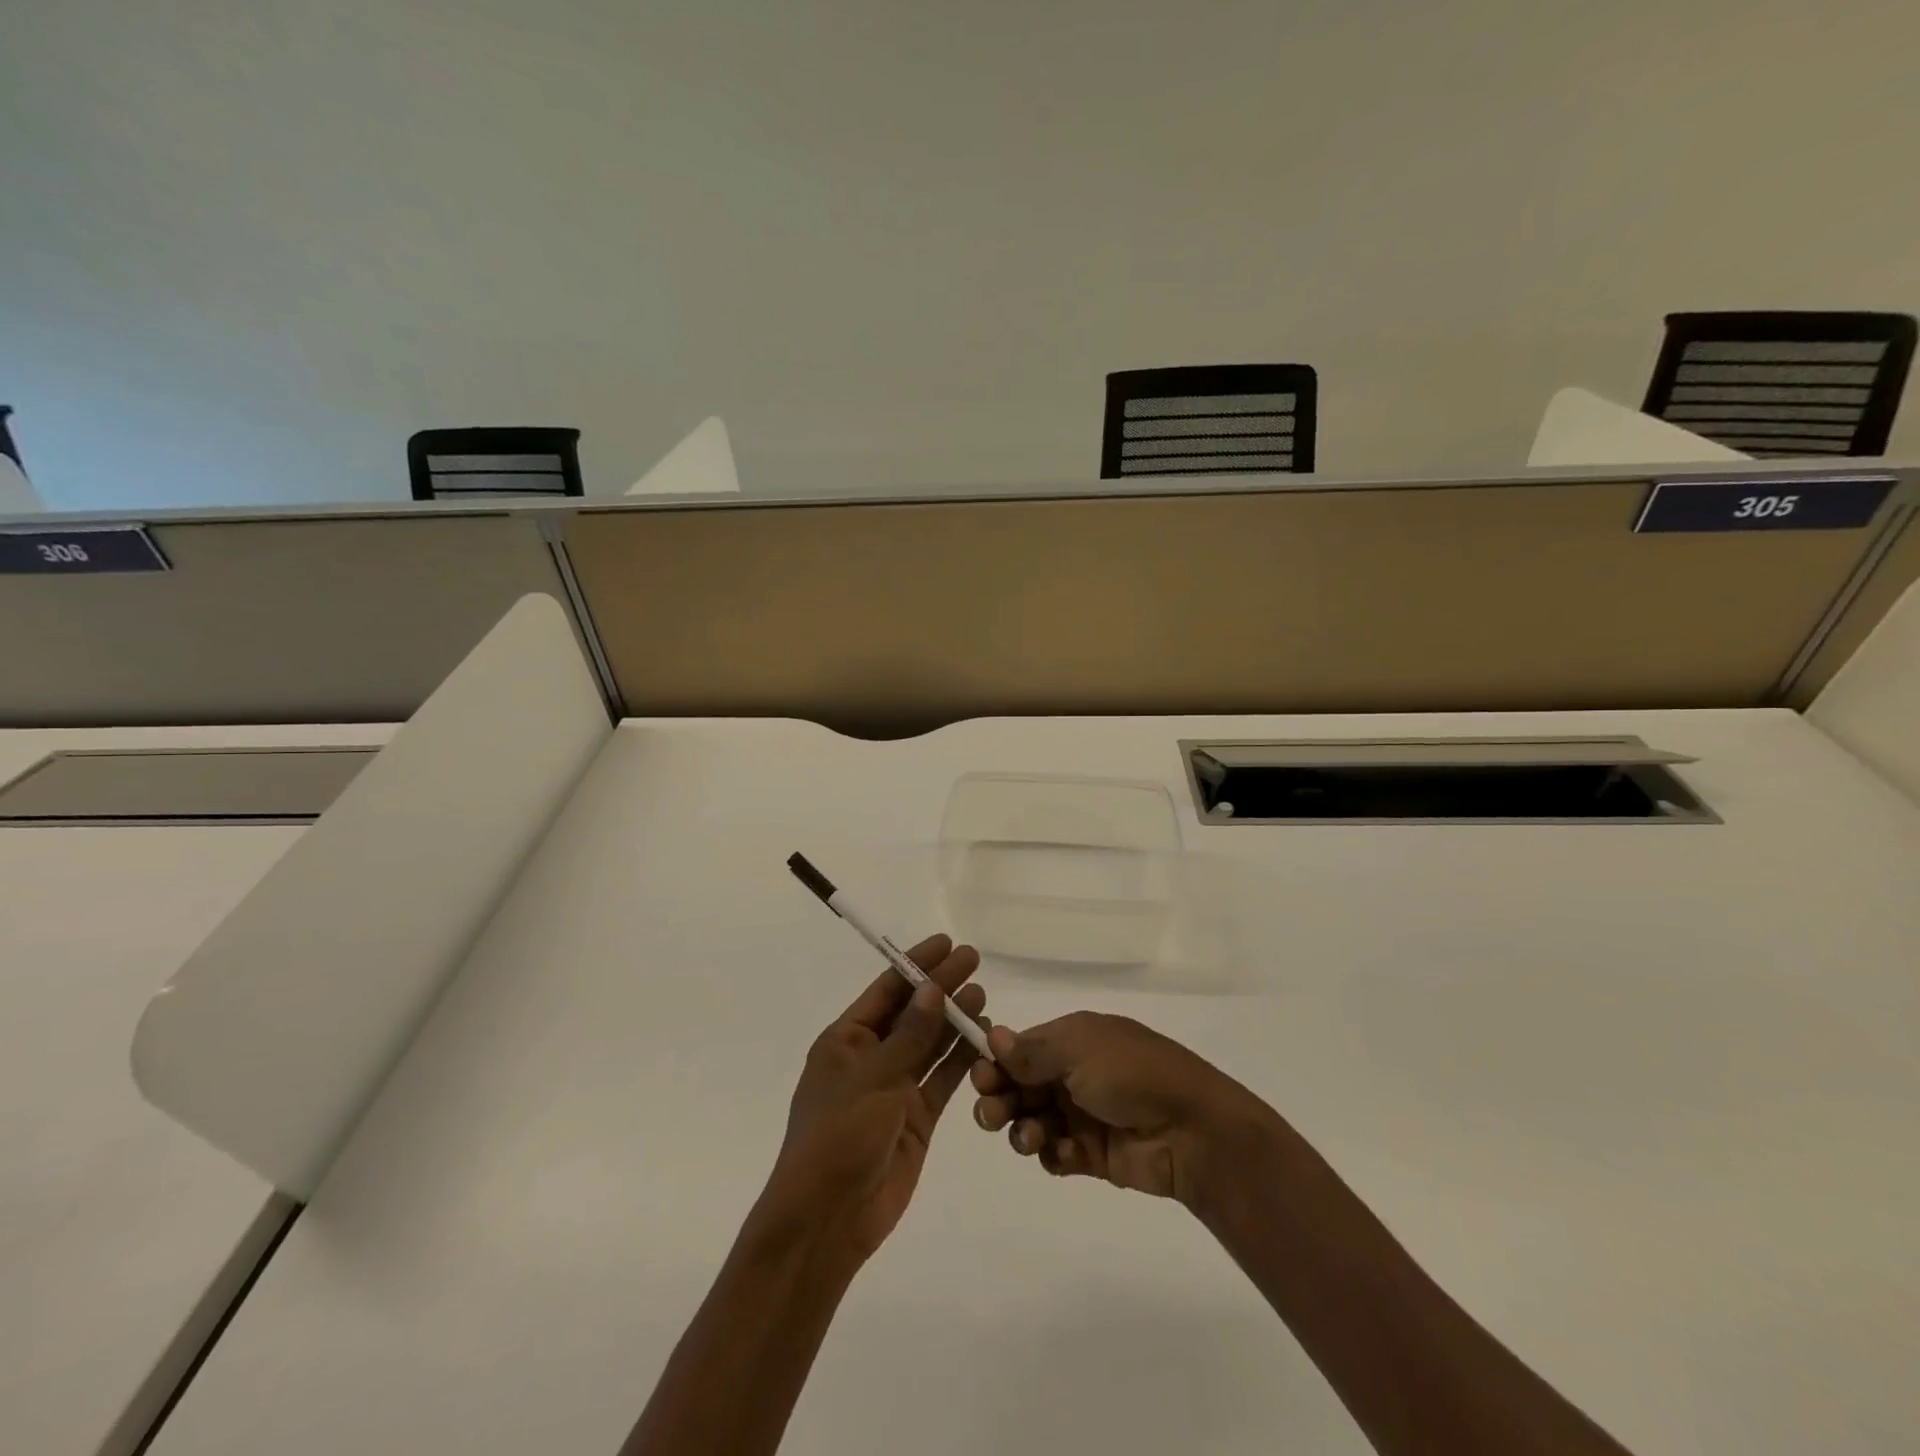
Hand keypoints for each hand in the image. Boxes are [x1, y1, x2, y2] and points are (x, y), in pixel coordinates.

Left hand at [756, 934, 985, 1264]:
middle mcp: (871, 1058)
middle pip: (912, 1013)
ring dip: (954, 1020)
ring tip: (983, 995)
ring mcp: (895, 1088)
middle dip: (941, 987)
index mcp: (846, 1041)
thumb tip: (933, 988)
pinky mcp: (916, 1118)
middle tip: (974, 961)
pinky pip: (942, 1080)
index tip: (946, 944)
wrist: (828, 1220)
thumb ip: (910, 1035)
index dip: (916, 964)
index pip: (886, 990)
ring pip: (930, 1044)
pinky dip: (962, 1060)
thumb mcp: (873, 1078)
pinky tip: (984, 1039)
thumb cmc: (838, 1136)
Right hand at [970, 1011, 1268, 1205]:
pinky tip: (1062, 1154)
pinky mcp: (1093, 1154)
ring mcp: (1083, 1114)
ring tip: (1031, 1138)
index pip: (1021, 1049)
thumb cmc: (1132, 1074)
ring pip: (1033, 1121)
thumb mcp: (1079, 1050)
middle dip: (1000, 1098)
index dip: (996, 1063)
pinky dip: (1051, 1154)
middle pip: (1020, 1086)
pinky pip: (1056, 1153)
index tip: (980, 1078)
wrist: (1191, 1130)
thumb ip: (1033, 1050)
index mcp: (1072, 1040)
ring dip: (1022, 1129)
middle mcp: (1073, 1074)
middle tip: (991, 1113)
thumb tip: (993, 1035)